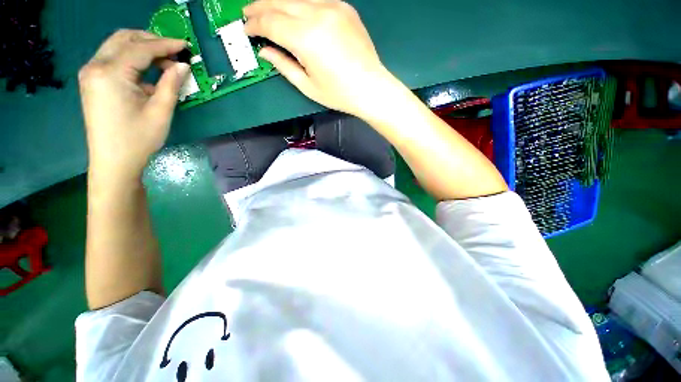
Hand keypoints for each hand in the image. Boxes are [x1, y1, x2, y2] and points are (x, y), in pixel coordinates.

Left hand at [79, 30, 189, 180]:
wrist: (113, 162)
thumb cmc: (138, 139)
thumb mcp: (160, 112)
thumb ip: (170, 84)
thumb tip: (182, 66)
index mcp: (110, 73)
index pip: (141, 48)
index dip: (165, 45)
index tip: (185, 45)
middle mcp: (95, 66)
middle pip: (124, 39)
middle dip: (151, 41)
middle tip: (174, 53)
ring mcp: (90, 73)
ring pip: (117, 47)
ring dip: (141, 49)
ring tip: (164, 64)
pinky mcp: (92, 82)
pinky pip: (113, 60)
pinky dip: (132, 60)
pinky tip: (147, 74)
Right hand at [244, 0, 393, 118]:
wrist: (371, 88)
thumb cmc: (339, 94)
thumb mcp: (308, 86)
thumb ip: (284, 66)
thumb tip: (265, 52)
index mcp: (306, 38)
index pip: (271, 22)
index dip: (255, 25)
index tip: (246, 30)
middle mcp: (317, 14)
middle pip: (280, 2)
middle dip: (260, 7)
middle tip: (248, 13)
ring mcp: (333, 7)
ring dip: (279, 2)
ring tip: (268, 10)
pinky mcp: (344, 7)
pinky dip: (300, 4)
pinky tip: (295, 12)